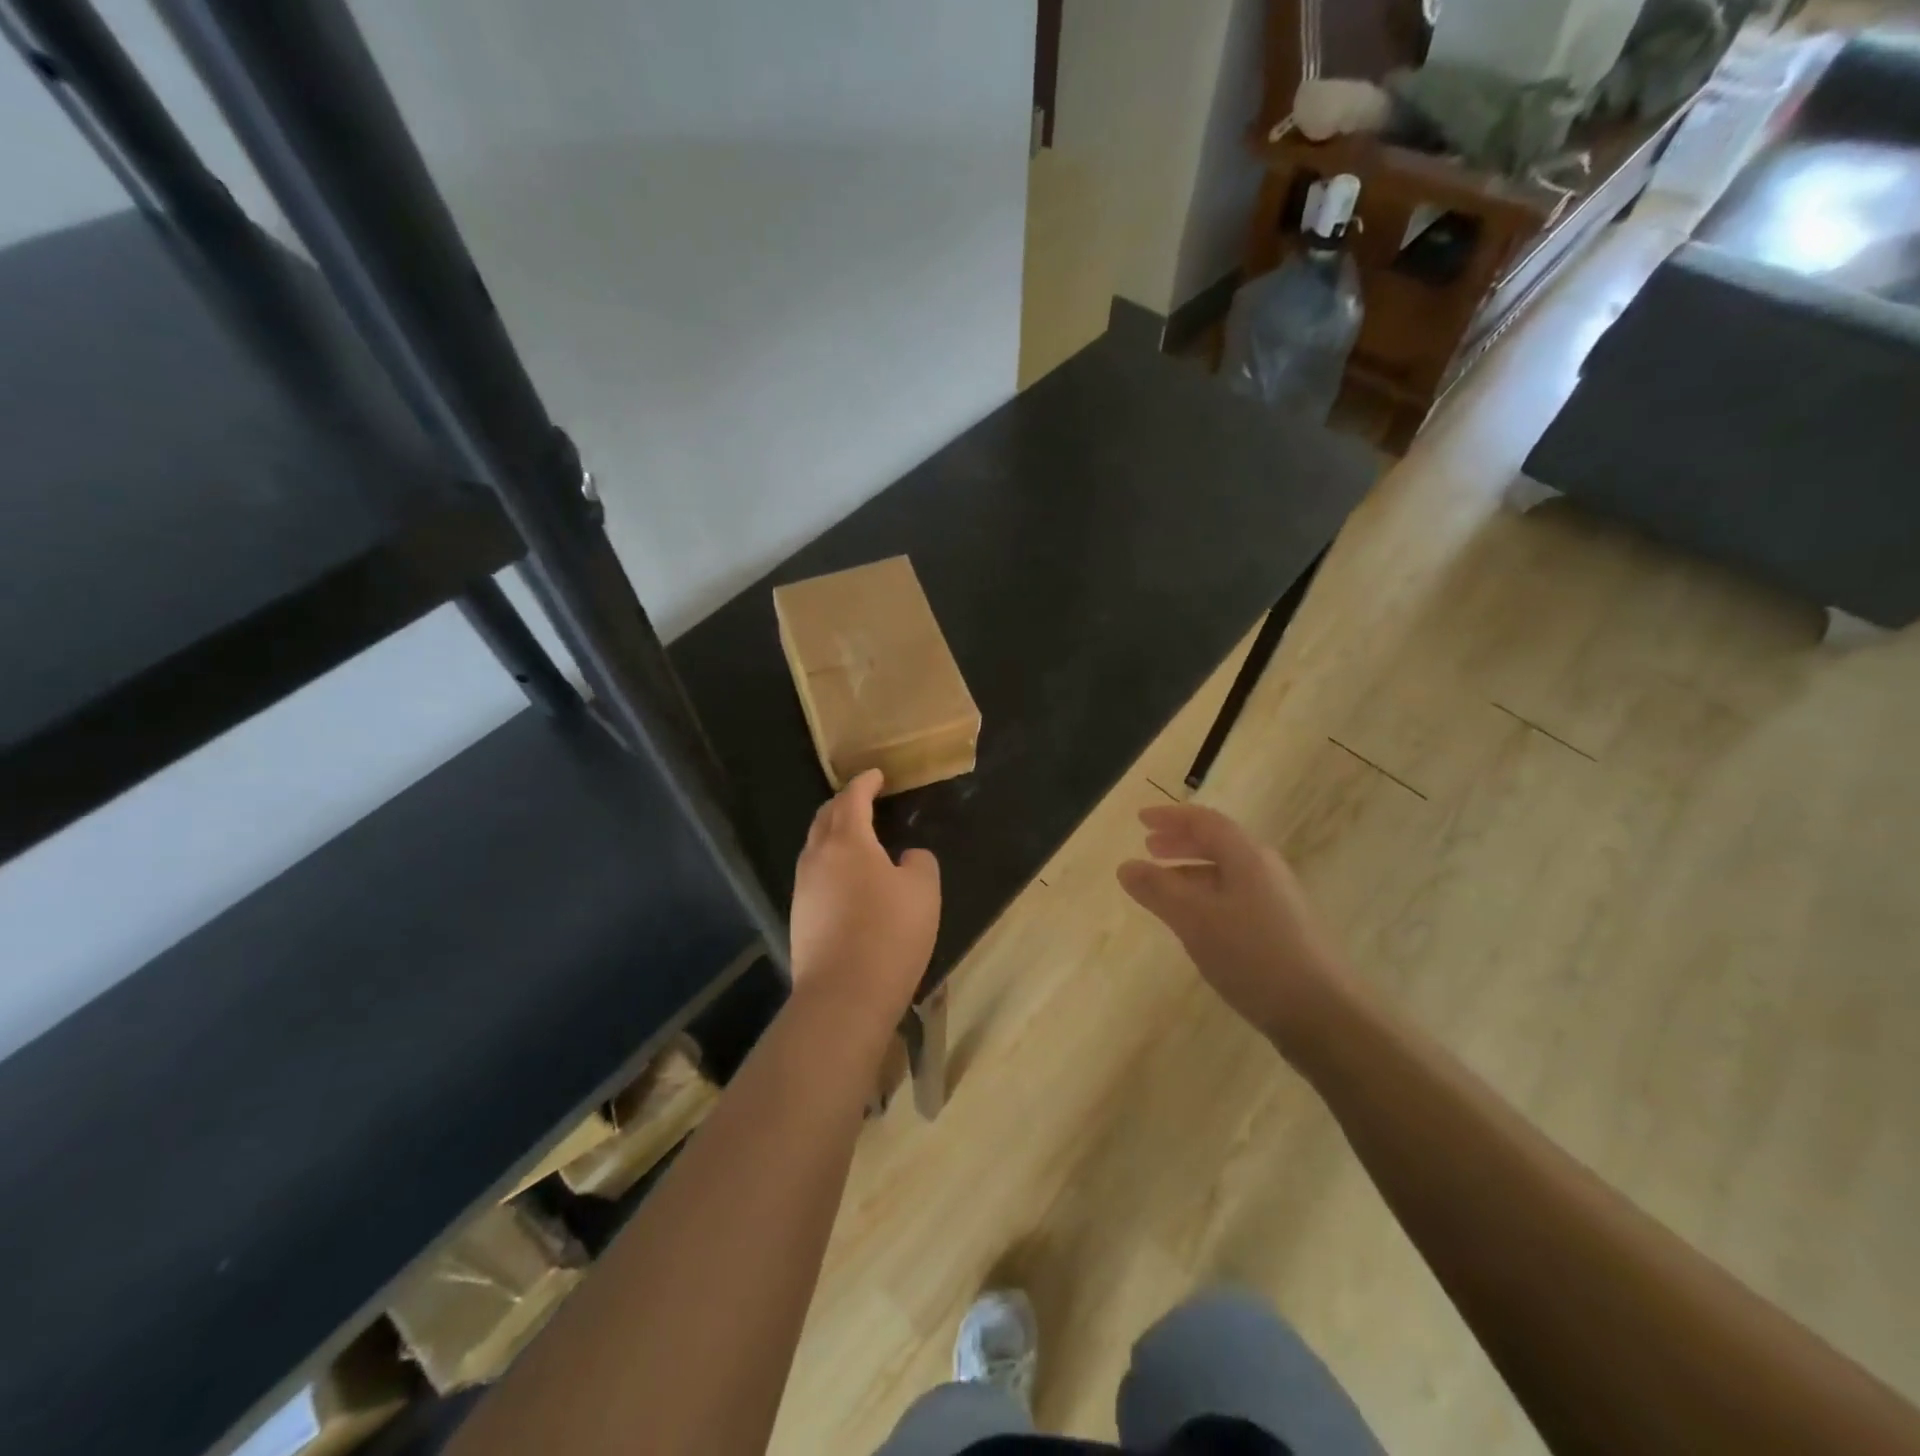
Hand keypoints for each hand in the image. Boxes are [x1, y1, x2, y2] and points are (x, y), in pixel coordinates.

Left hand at [789, 770, 940, 1035]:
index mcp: (848, 841)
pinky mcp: (799, 917)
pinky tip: (846, 879)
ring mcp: (803, 889)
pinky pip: (814, 875)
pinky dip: (830, 863)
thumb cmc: (890, 934)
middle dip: (843, 803)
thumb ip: (919, 863)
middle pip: (825, 818)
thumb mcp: (923, 891)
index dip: (865, 783)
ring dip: (833, 833)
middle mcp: (817, 858)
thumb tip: (906, 858)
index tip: (876, 775)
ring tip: (854, 836)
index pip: (852, 799)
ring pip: (815, 847)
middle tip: (862, 798)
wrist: (844, 995)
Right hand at [1117, 804, 1352, 1057]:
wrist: (1324, 1015)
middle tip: (1149, 849)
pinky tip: (1195, 923)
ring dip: (1191, 872)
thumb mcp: (1195, 920)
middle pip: (1218, 844)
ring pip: (1227, 873)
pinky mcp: (1283, 931)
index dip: (1171, 817)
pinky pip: (1235, 898)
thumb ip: (1158, 890)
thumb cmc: (1254, 957)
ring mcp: (1278, 902)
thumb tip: (1125, 866)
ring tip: (1162, 887)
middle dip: (1181, 842)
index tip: (1140, 820)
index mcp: (1247, 857)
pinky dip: (1207, 897)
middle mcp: (1265, 870)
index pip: (1204, 821)